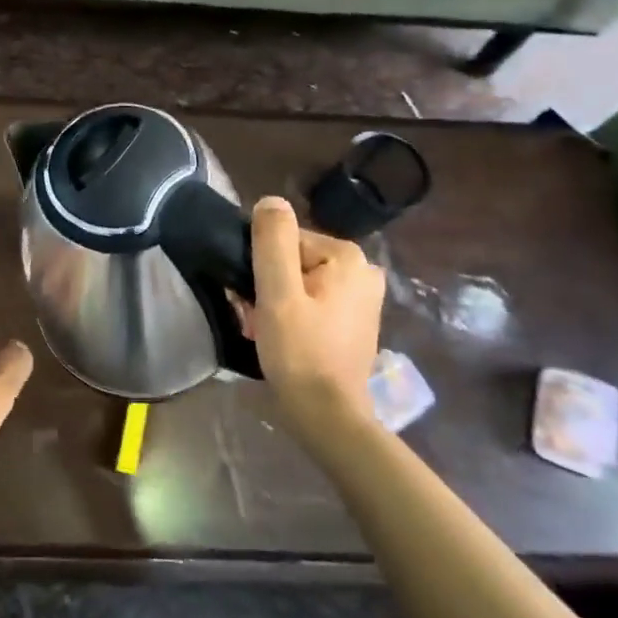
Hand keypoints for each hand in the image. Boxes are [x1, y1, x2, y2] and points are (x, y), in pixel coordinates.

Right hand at [242, 196, 384, 440]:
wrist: (328, 416)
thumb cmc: (299, 351)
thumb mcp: (277, 292)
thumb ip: (272, 241)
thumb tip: (270, 200)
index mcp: (347, 256)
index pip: (285, 241)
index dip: (262, 269)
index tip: (253, 300)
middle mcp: (363, 270)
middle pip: (294, 261)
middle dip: (270, 287)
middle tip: (258, 320)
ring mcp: (364, 297)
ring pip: (302, 282)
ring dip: (278, 302)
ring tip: (268, 332)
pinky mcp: (358, 321)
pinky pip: (315, 302)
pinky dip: (295, 314)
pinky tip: (285, 339)